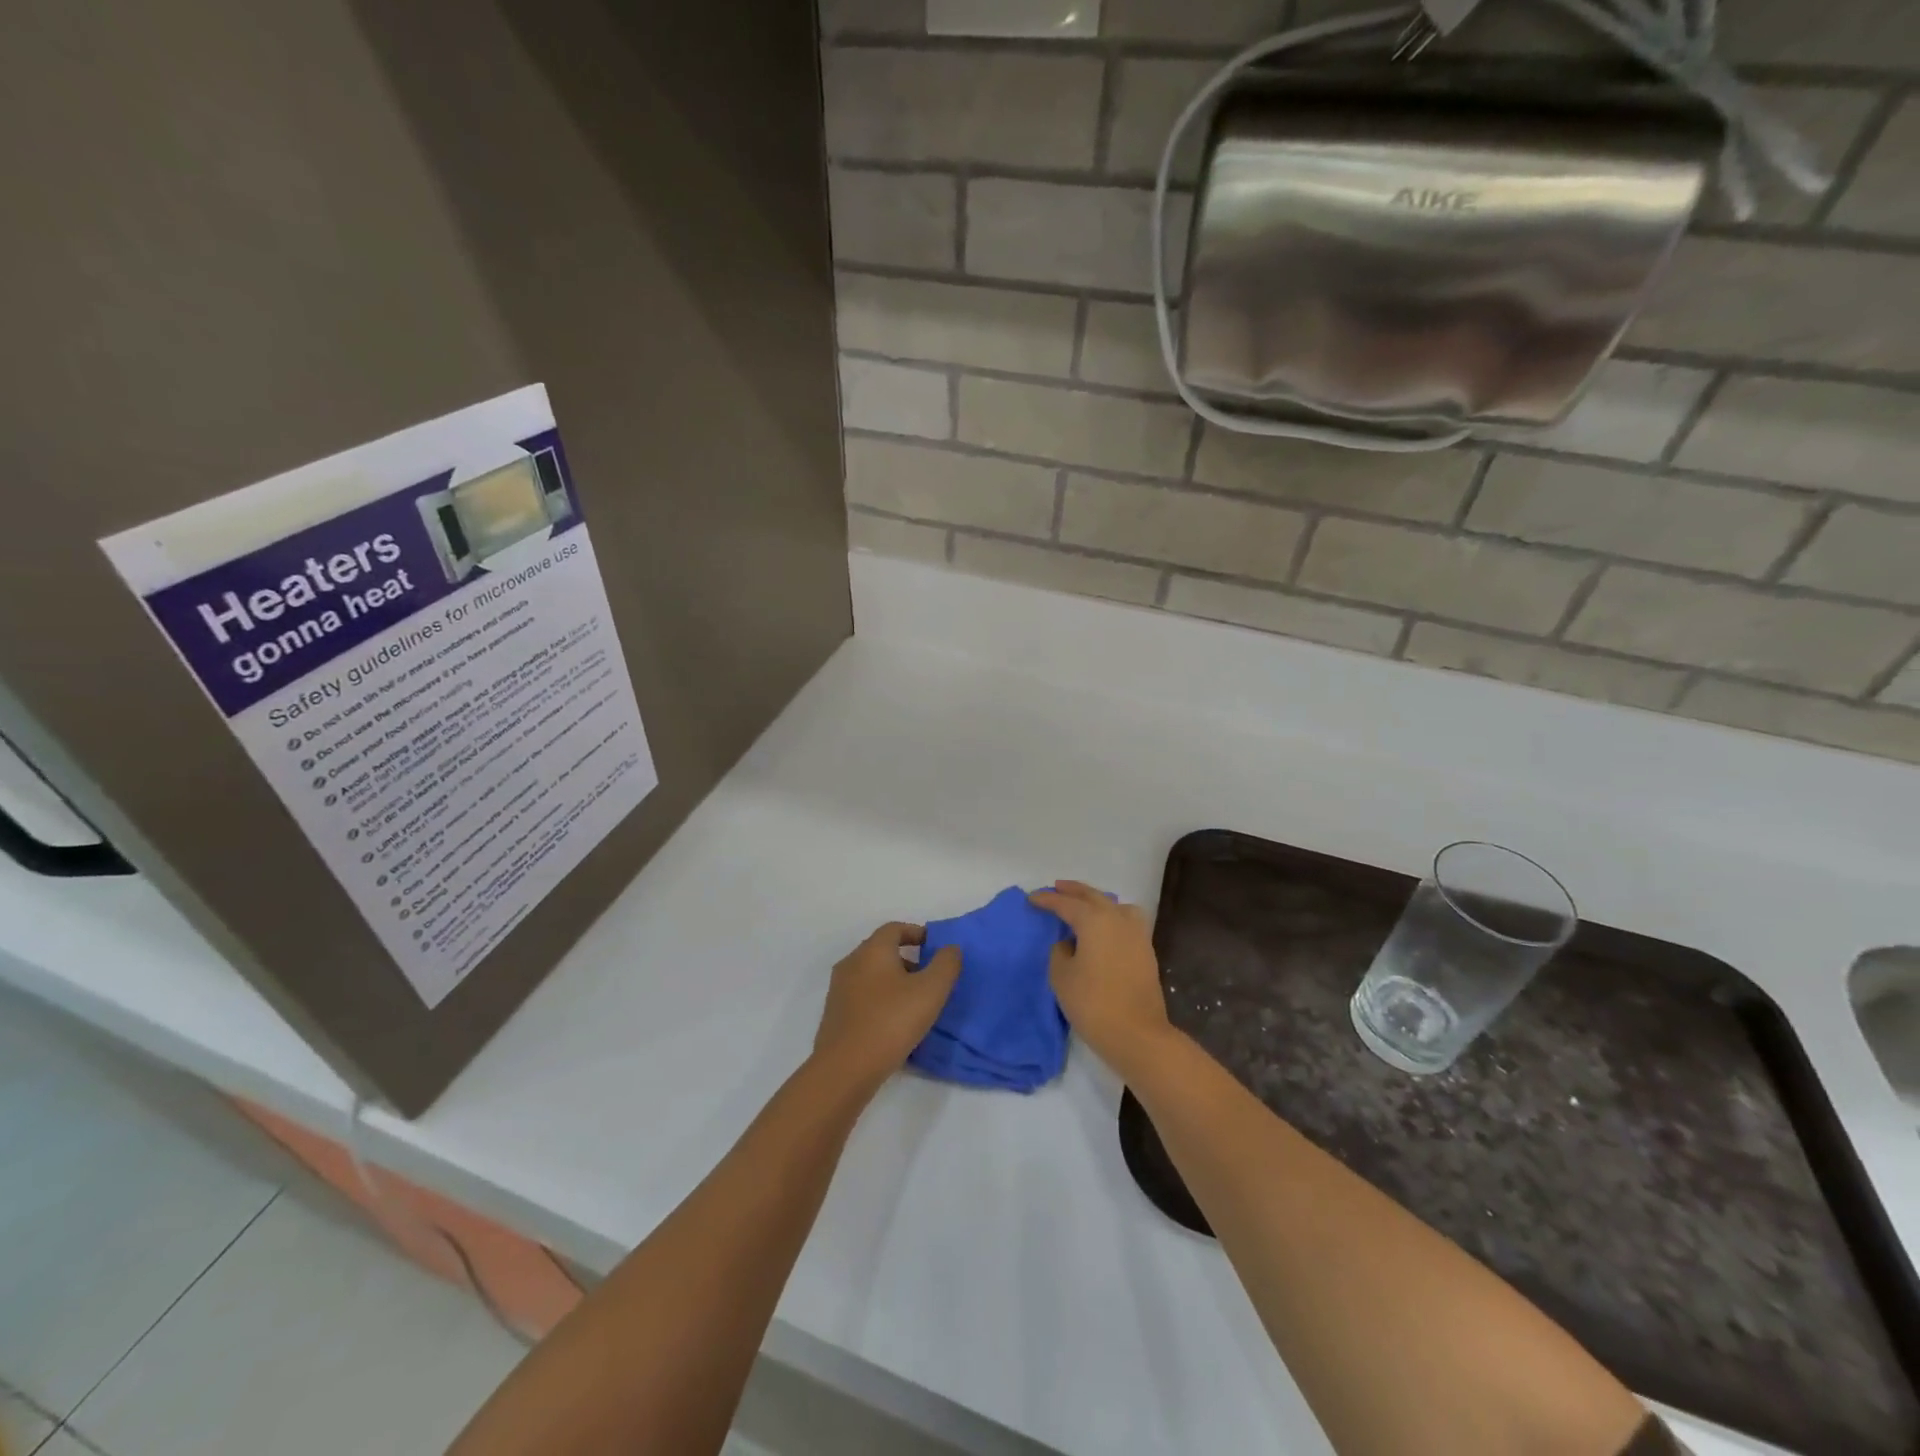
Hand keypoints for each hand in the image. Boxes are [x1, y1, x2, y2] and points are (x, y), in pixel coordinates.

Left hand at [813, 922, 961, 1090]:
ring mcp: (839, 990)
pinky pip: (862, 997)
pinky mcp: (835, 1015)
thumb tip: (950, 948)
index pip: (894, 928)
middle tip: (929, 977)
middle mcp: (851, 963)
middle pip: (881, 950)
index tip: (935, 947)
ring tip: (915, 1003)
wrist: (845, 1069)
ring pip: (871, 975)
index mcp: (872, 950)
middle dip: (908, 959)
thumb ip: (946, 964)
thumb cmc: (891, 1021)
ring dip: (894, 982)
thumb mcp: (931, 990)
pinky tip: (894, 1023)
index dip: (917, 933)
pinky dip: (880, 1000)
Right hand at [1031, 881, 1173, 1079]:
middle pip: (1093, 897)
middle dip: (1073, 891)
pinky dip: (1113, 916)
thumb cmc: (1093, 1003)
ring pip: (1115, 906)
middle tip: (1056, 888)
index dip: (1047, 900)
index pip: (1066, 903)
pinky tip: (1104, 928)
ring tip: (1084, 905)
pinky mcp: (1146, 951)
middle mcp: (1117, 919)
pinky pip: (1127, 921)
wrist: (1137, 1034)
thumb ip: (1060, 952)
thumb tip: (1070, 943)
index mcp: (1094, 920)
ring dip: (1097, 901)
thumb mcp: (1062, 976)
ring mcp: (1136, 934)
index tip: (1031, 899)